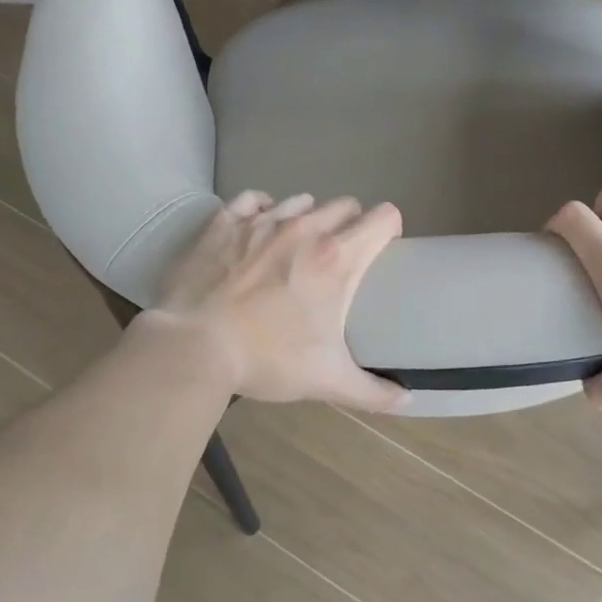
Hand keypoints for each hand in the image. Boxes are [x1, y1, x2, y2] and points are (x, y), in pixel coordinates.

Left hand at [143, 191, 407, 411]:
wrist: (193, 345)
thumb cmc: (267, 358)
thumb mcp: (327, 380)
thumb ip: (373, 392)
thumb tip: (407, 402)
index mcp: (337, 258)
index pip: (384, 219)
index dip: (390, 230)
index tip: (385, 249)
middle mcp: (304, 229)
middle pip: (344, 206)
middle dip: (350, 224)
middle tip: (342, 255)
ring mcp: (261, 222)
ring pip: (300, 201)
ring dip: (308, 216)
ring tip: (300, 244)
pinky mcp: (224, 223)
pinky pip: (252, 200)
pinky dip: (262, 209)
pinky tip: (259, 224)